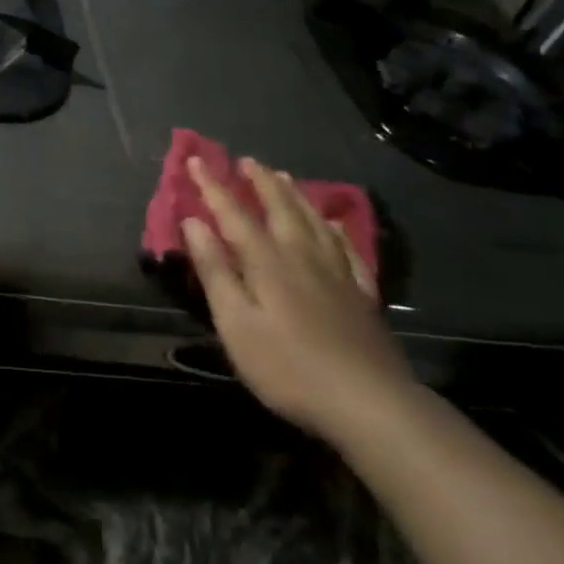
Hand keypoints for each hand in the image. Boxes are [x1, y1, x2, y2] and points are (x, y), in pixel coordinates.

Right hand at [183, 157, 417, 442]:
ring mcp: (337, 274)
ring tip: (283, 177)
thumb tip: (193, 222)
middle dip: (260, 182)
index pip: (233, 213)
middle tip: (247, 160)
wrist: (369, 403)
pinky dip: (335, 230)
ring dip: (294, 196)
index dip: (212, 186)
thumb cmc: (288, 367)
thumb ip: (215, 271)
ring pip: (314, 221)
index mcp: (267, 261)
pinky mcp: (361, 295)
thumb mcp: (236, 323)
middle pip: (280, 209)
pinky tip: (333, 225)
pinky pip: (347, 249)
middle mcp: (302, 256)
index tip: (195, 160)